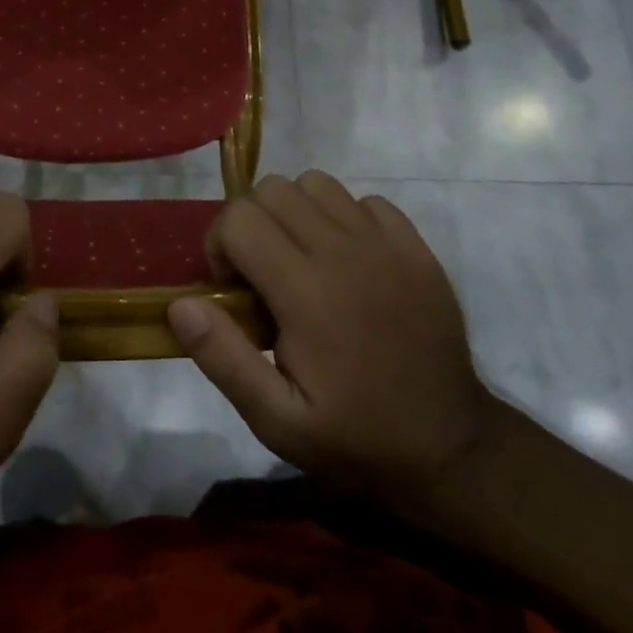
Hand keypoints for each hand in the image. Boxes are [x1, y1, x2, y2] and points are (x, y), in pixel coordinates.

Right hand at [168, 171, 490, 499]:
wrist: (451, 449)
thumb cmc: (356, 438)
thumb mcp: (277, 421)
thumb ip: (223, 358)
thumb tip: (180, 304)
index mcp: (307, 292)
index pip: (239, 219)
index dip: (219, 245)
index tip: (230, 288)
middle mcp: (345, 252)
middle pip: (272, 190)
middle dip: (249, 222)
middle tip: (258, 272)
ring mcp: (386, 244)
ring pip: (316, 183)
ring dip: (293, 212)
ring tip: (298, 259)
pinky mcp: (416, 247)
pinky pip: (363, 200)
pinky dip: (342, 218)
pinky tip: (346, 261)